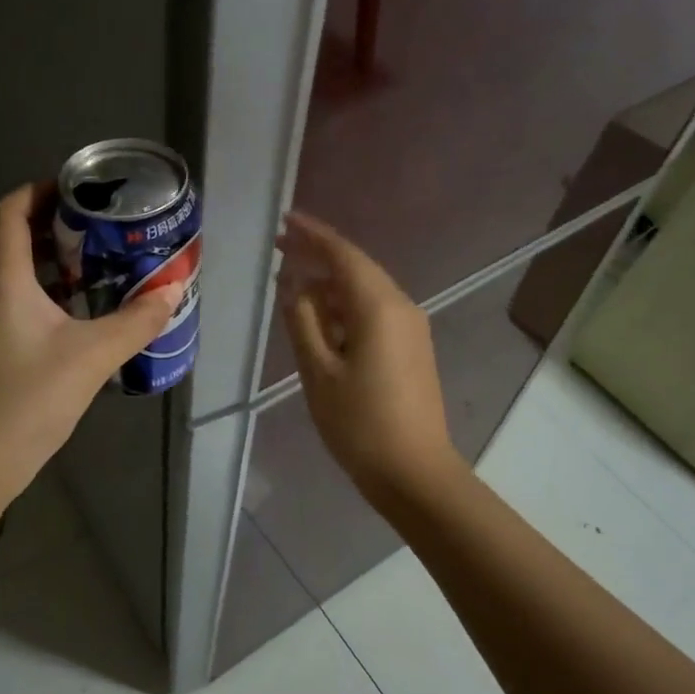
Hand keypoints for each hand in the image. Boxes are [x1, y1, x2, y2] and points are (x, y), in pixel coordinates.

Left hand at [0, 184, 176, 499]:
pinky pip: (26, 300)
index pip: (12, 210)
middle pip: (18, 236)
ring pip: (23, 272)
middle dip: (60, 223)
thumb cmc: (28, 397)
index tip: (83, 188)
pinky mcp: (0, 345)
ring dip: (60, 259)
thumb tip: (175, 289)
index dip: (42, 189)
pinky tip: (89, 308)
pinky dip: (56, 292)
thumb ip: (136, 320)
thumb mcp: (92, 355)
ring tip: (106, 259)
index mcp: (5, 278)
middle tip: (106, 225)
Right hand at [278, 211, 460, 502]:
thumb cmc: (360, 423)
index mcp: (379, 308)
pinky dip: (344, 308)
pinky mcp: (411, 349)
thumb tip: (293, 286)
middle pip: (356, 268)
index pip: (343, 255)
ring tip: (292, 283)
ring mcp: (411, 329)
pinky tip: (320, 317)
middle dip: (318, 255)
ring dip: (329, 285)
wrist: (414, 473)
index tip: (284, 220)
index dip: (312, 235)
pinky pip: (373, 313)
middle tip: (280, 247)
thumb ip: (302, 321)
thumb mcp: (318, 371)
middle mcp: (401, 308)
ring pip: (364, 292)